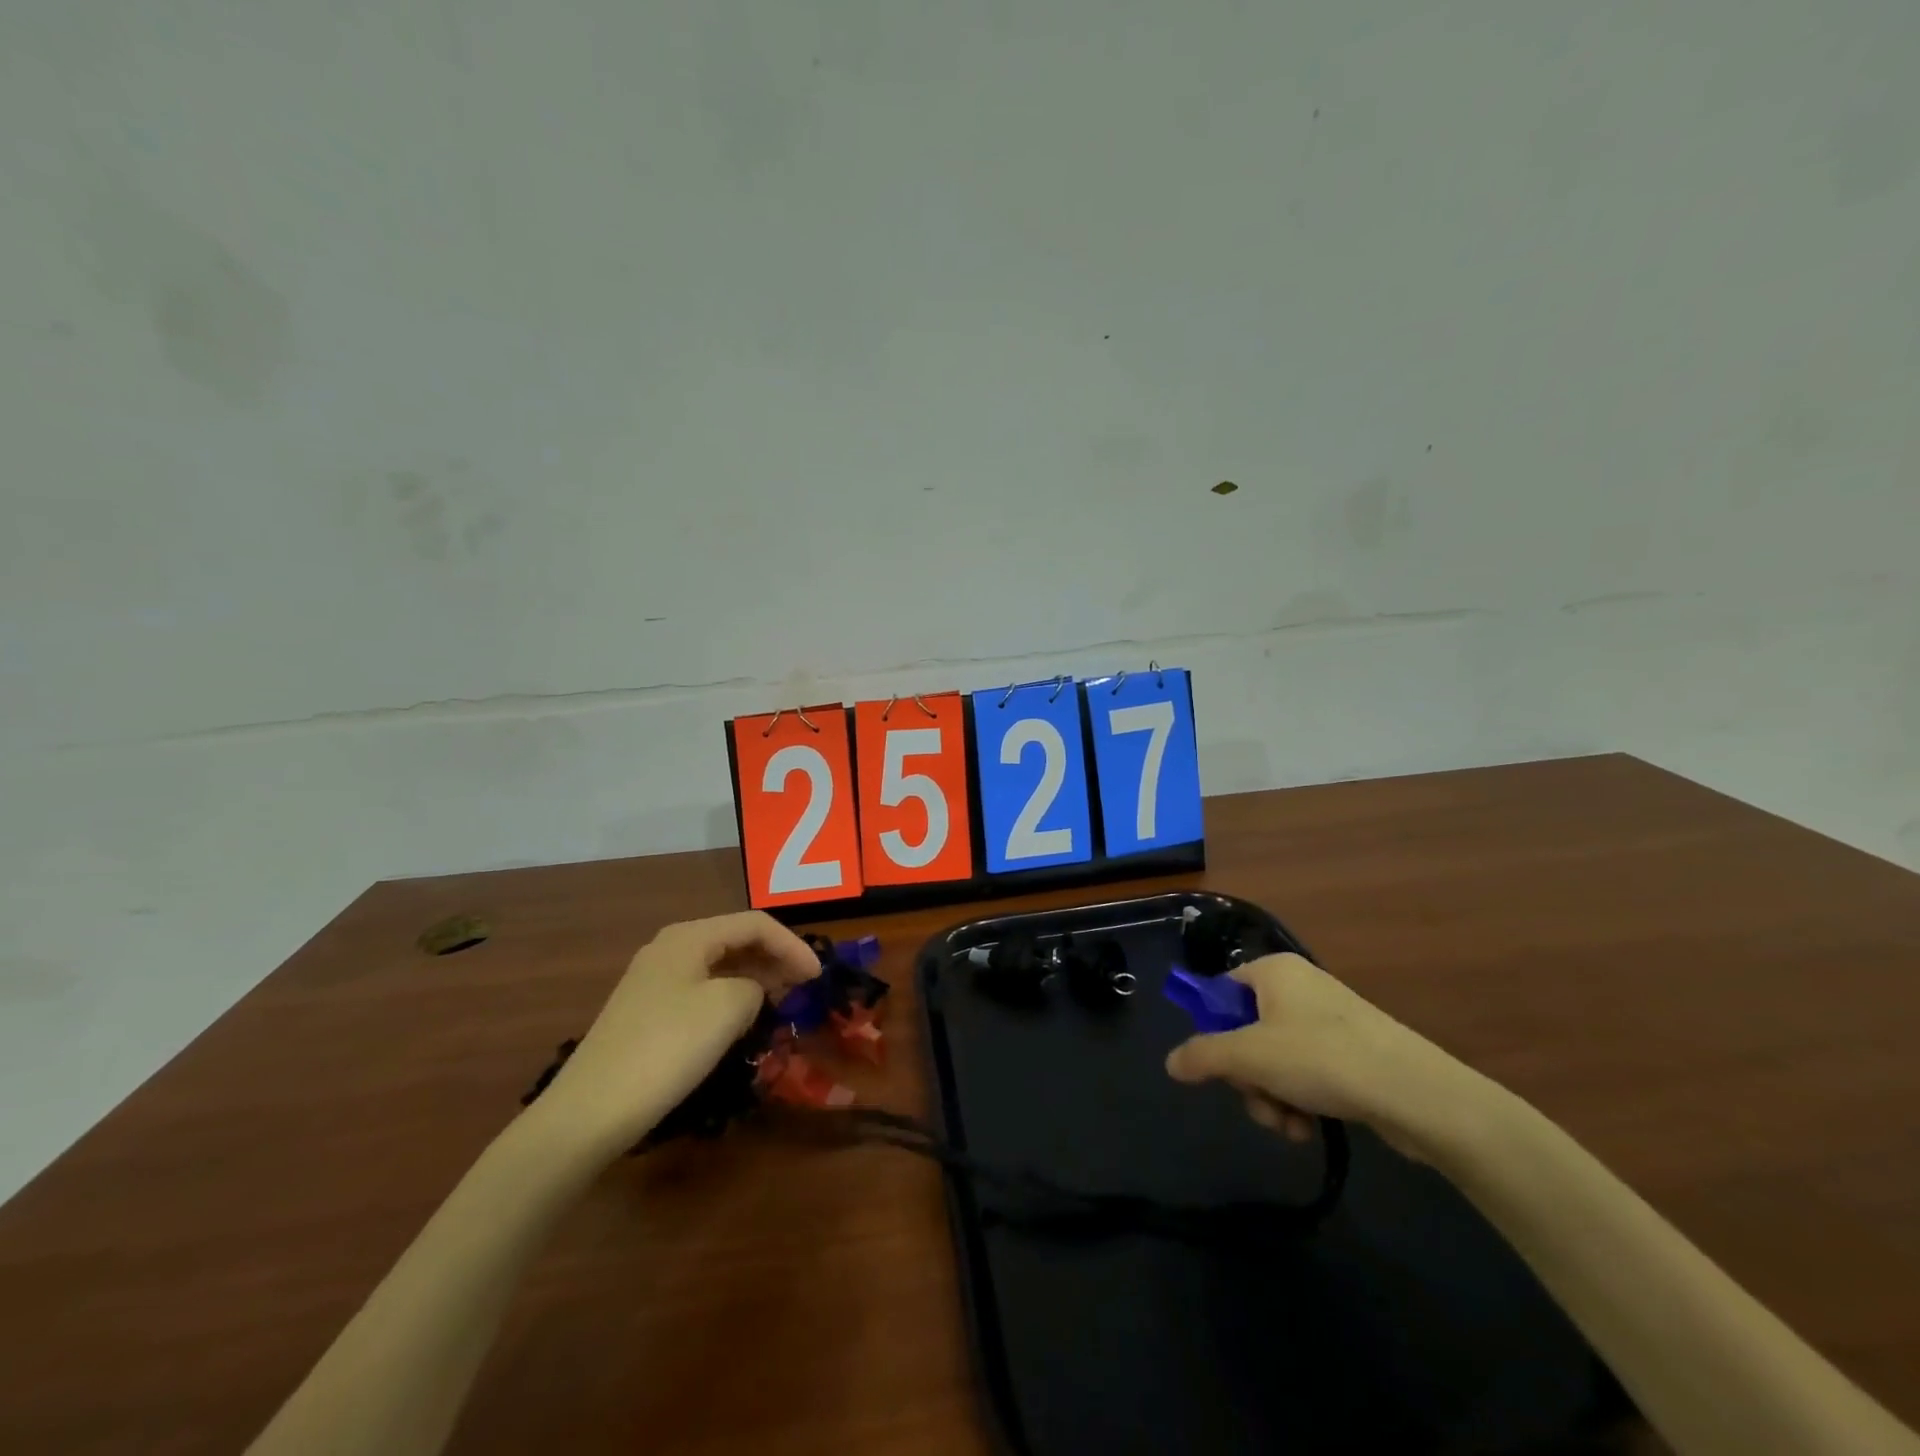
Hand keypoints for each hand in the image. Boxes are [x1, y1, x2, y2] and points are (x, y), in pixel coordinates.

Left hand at [537, 912, 820, 1154]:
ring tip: (781, 1001)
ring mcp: (653, 981)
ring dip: (753, 978)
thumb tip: (750, 992)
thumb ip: (755, 986)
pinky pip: (700, 991)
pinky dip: (729, 997)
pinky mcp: (645, 1013)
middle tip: (805, 985)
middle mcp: (669, 949)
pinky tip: (740, 1022)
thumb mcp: (728, 1008)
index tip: (818, 976)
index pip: (755, 923)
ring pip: (718, 966)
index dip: (793, 945)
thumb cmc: (667, 1047)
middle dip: (774, 958)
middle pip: (735, 939)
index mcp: (689, 936)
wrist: (589, 1112)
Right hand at [1164, 952, 1481, 1159]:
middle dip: (1247, 1077)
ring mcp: (1328, 1020)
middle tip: (1258, 1101)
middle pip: (1246, 1032)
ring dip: (1271, 1096)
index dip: (1213, 1030)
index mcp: (1272, 971)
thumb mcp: (1250, 1057)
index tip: (1219, 1066)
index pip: (1221, 992)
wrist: (1416, 1093)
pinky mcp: (1352, 1053)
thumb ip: (1203, 1056)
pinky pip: (1307, 1072)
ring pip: (1275, 1059)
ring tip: (1288, 1126)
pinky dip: (1300, 1100)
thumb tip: (1170, 1062)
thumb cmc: (1322, 1058)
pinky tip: (1307, 1128)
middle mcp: (1299, 988)